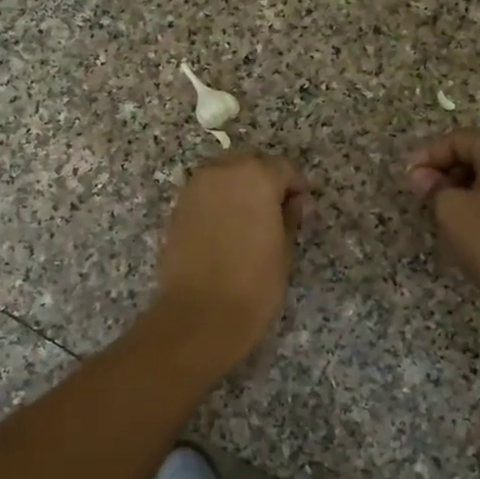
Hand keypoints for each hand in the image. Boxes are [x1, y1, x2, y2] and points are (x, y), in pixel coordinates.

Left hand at [153, 152, 310, 365]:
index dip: (296, 187)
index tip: (302, 207)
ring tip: (250, 220)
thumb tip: (296, 202)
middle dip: (265, 181)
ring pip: (224, 175)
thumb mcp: (284, 249)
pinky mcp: (177, 208)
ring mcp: (195, 188)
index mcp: (255, 176)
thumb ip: (291, 217)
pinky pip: (205, 193)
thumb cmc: (254, 283)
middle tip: (277, 211)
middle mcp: (222, 171)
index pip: (283, 168)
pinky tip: (226, 229)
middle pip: (250, 164)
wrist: (200, 314)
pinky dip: (218, 202)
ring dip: (239, 188)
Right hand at [407, 130, 479, 334]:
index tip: (406, 173)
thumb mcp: (451, 210)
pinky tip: (465, 218)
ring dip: (463, 186)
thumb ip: (432, 186)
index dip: (429, 154)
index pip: (461, 140)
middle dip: (447, 170)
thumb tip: (421, 176)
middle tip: (420, 191)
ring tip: (438, 206)